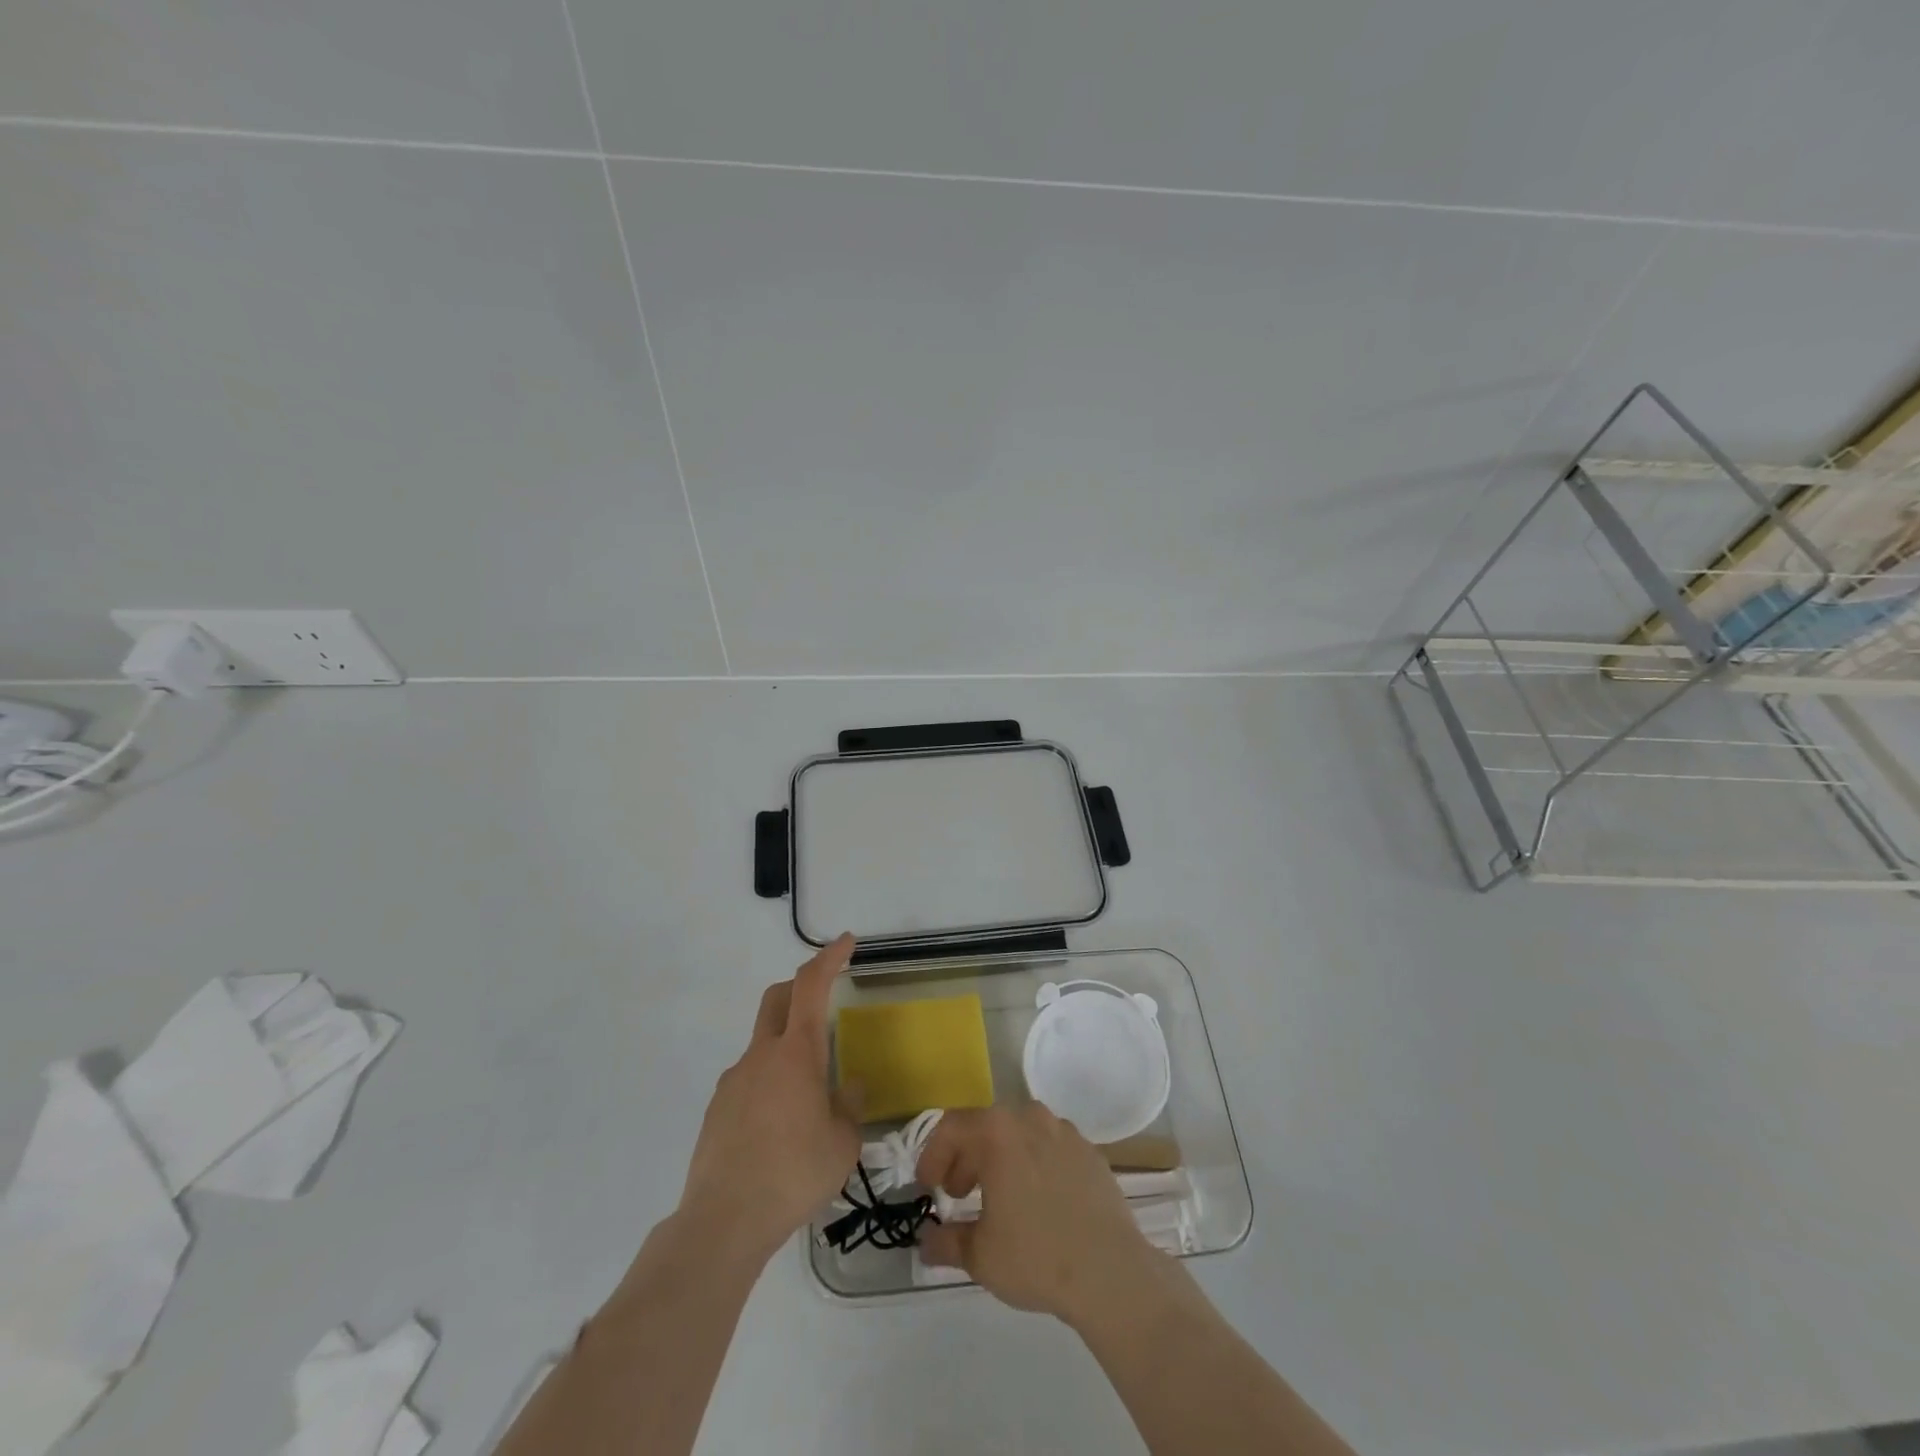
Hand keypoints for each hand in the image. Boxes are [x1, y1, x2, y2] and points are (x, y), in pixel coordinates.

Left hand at [679, 934, 861, 1261]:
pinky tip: (779, 1125)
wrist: (723, 1221)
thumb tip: (852, 1085)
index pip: (811, 985)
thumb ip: (850, 1105)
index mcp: (797, 1053)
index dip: (829, 957)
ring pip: (763, 1042)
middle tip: (826, 999)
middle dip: (802, 986)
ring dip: (786, 1044)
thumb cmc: (794, 1174)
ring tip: (808, 1094)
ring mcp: (734, 1080)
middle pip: (777, 998)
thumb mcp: (842, 1143)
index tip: (846, 942)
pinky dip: (769, 1081)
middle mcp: (762, 1055)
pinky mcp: (717, 1108)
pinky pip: (749, 1078)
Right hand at [916, 1103, 1161, 1326]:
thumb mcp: (979, 1256)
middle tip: (959, 1194)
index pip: (951, 1127)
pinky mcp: (1090, 1151)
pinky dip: (1034, 1164)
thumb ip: (945, 1241)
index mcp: (997, 1131)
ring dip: (1000, 1158)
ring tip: (998, 1198)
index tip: (928, 1187)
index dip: (933, 1155)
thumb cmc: (1036, 1256)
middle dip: (966, 1157)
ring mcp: (1065, 1131)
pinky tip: (1037, 1202)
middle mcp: (1030, 1117)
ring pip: (1020, 1133)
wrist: (1110, 1272)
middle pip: (986, 1126)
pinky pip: (1050, 1147)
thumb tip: (926, 1240)